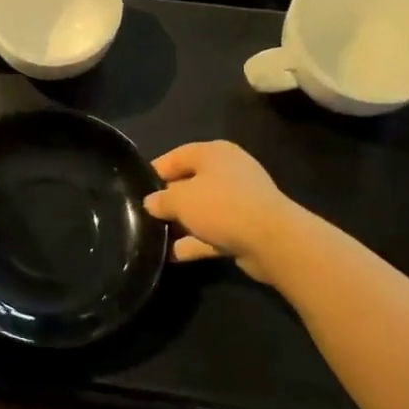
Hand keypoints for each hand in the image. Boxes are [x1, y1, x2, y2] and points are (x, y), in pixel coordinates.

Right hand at [143, 141, 298, 279]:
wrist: (272, 240)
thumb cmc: (221, 206)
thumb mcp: (181, 199)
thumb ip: (161, 200)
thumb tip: (151, 203)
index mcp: (214, 153)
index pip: (177, 156)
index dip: (155, 171)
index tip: (137, 189)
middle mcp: (228, 172)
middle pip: (190, 182)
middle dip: (168, 200)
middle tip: (145, 215)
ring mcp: (240, 201)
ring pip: (203, 209)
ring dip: (182, 223)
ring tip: (155, 236)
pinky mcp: (246, 228)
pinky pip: (214, 232)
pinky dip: (196, 242)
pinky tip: (173, 255)